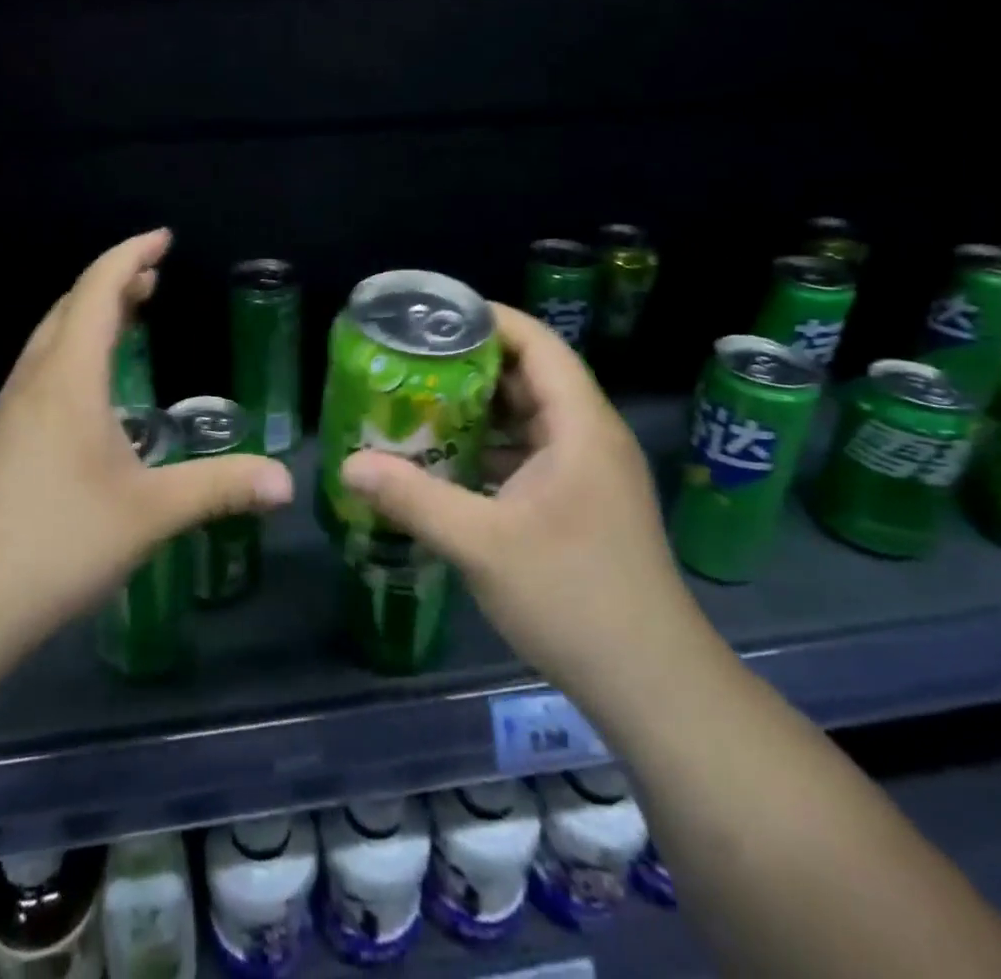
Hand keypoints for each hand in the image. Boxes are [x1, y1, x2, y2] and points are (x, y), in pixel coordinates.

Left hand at [0, 229, 293, 660]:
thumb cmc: (55, 543)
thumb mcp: (148, 514)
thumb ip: (219, 488)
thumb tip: (287, 482)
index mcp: (68, 379)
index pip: (98, 291)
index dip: (130, 256)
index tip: (162, 238)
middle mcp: (34, 382)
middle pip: (70, 308)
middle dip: (113, 282)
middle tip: (152, 276)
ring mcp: (8, 413)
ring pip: (51, 341)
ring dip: (89, 316)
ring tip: (127, 316)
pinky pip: (41, 373)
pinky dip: (74, 353)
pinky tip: (90, 393)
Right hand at [338, 304, 690, 682]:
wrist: (651, 683)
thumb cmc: (572, 597)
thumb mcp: (482, 544)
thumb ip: (413, 498)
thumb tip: (349, 465)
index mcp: (581, 427)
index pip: (538, 344)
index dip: (489, 320)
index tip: (433, 316)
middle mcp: (590, 438)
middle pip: (531, 377)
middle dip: (472, 365)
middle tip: (411, 362)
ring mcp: (590, 474)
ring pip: (530, 419)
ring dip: (479, 411)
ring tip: (419, 404)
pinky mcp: (583, 505)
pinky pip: (532, 455)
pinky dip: (491, 449)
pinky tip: (448, 462)